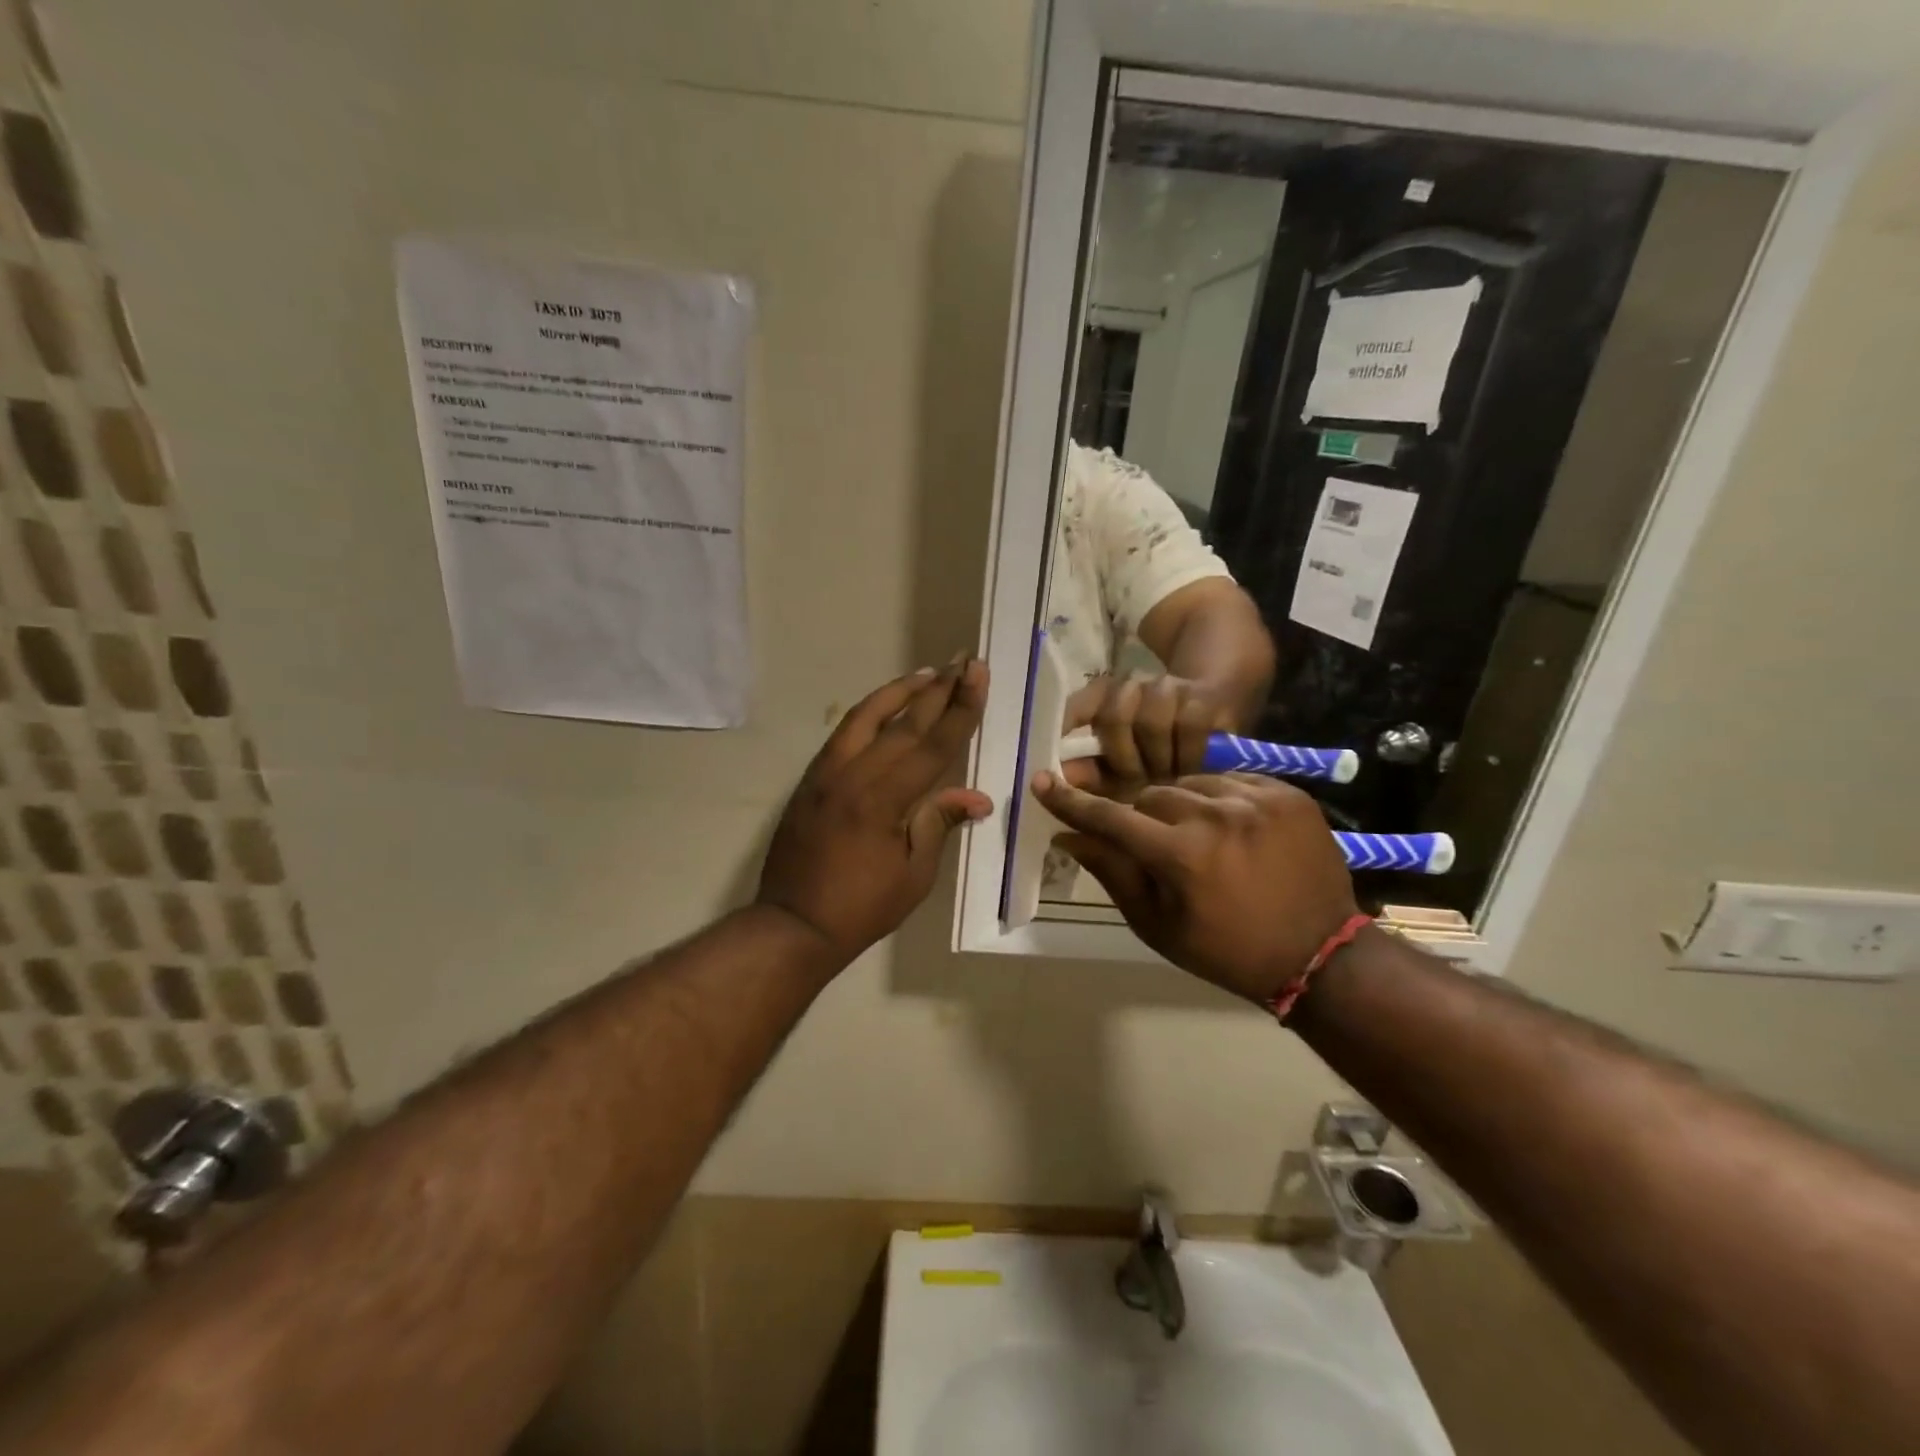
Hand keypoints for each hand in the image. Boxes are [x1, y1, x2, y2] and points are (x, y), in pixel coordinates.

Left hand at [758, 659, 991, 963]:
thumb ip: (938, 824)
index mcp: (882, 800)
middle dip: (937, 690)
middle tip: (962, 660)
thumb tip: (977, 797)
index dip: (959, 709)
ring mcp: (826, 774)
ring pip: (864, 717)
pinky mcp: (810, 780)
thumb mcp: (912, 874)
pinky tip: (884, 708)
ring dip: (899, 692)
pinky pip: (843, 734)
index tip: (977, 674)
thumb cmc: (861, 907)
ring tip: (927, 673)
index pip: (931, 744)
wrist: (792, 923)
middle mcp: (852, 775)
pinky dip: (868, 713)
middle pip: (903, 723)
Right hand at [1033, 771, 1358, 1004]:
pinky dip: (1220, 800)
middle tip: (1153, 844)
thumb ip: (1113, 873)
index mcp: (1181, 856)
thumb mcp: (1158, 926)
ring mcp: (1256, 800)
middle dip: (1140, 815)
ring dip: (1181, 805)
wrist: (1320, 956)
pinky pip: (1232, 781)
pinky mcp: (1287, 794)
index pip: (1110, 817)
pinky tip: (1230, 827)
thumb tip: (1069, 836)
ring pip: (1190, 782)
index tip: (1043, 781)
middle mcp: (1217, 816)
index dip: (1072, 802)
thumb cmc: (1227, 950)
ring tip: (1197, 836)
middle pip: (1150, 793)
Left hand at [1061, 673, 1237, 798]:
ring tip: (1165, 780)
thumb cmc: (1158, 753)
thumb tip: (1058, 781)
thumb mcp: (1122, 765)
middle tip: (1135, 785)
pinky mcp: (1205, 698)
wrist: (1215, 716)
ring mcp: (1170, 689)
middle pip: (1114, 717)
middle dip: (1122, 759)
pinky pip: (1189, 728)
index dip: (1068, 723)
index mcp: (1105, 698)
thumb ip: (1091, 773)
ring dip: (1156, 760)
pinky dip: (1187, 756)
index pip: (1080, 705)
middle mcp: (1134, 686)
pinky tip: (1190, 771)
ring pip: (1151, 723)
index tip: (1060, 753)